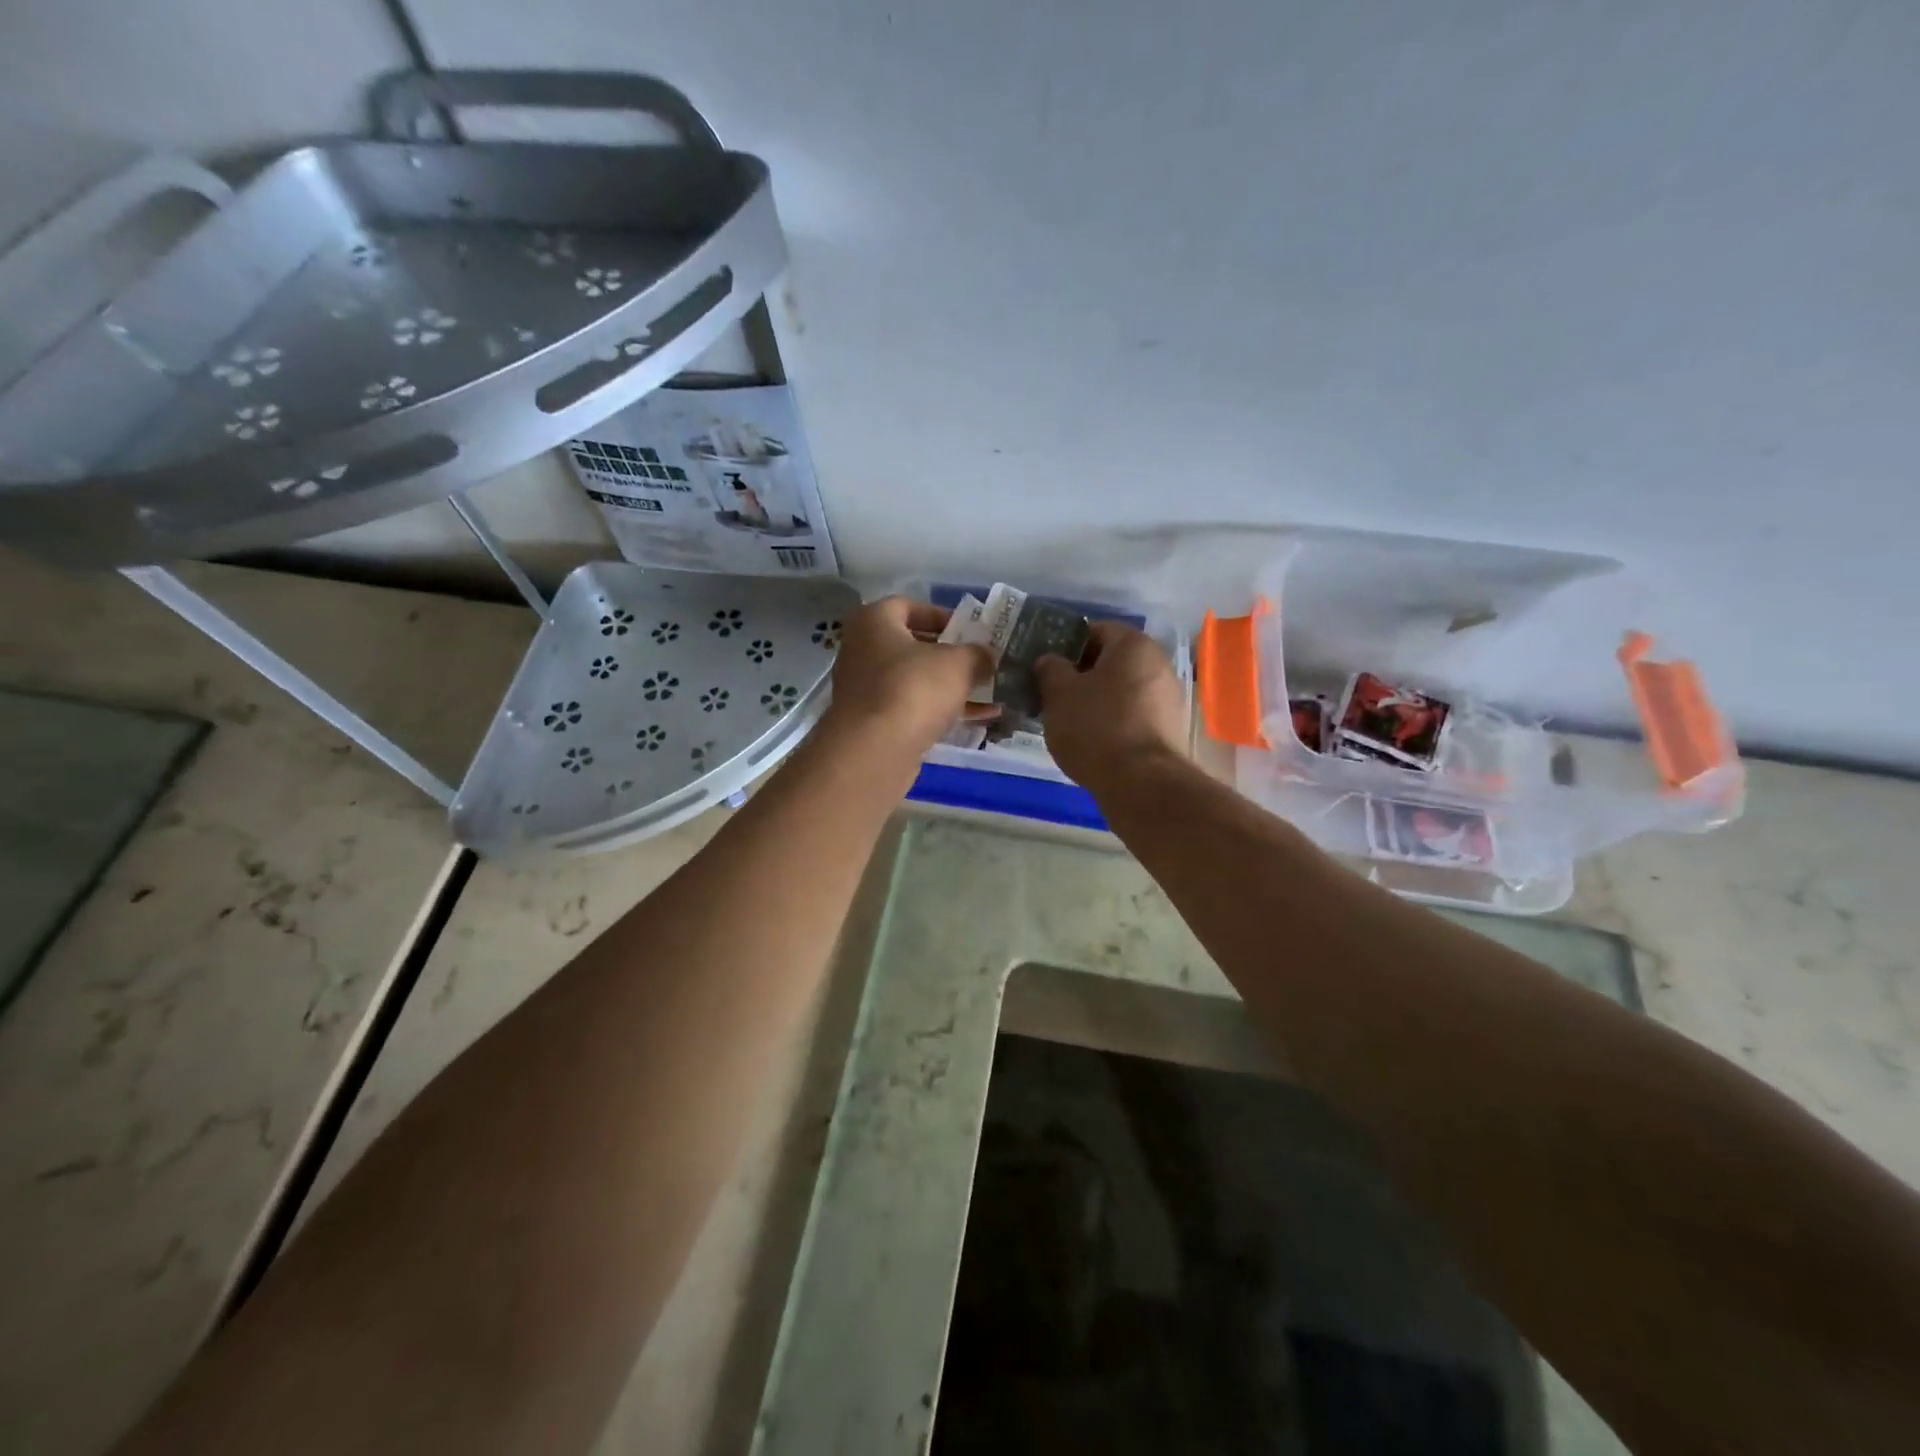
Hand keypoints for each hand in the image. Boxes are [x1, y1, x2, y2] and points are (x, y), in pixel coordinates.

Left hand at [824, 596, 990, 759]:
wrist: (875, 750)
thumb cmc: (914, 689)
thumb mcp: (959, 663)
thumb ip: (978, 654)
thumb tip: (987, 657)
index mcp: (874, 621)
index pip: (909, 606)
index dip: (942, 615)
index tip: (970, 630)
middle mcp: (862, 650)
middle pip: (912, 646)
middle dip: (950, 654)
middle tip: (981, 661)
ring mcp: (865, 689)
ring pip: (915, 681)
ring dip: (950, 687)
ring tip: (989, 692)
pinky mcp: (873, 723)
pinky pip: (912, 709)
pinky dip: (942, 711)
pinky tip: (979, 719)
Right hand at [1035, 622, 1187, 791]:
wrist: (1141, 784)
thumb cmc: (1096, 727)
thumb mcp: (1059, 694)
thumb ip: (1050, 669)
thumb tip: (1051, 661)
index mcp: (1133, 644)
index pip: (1094, 630)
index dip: (1065, 645)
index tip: (1044, 666)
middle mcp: (1158, 664)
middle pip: (1110, 661)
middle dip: (1080, 675)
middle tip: (1051, 694)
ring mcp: (1169, 698)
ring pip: (1121, 690)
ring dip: (1096, 700)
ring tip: (1068, 721)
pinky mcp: (1169, 730)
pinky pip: (1133, 715)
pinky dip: (1112, 722)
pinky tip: (1092, 741)